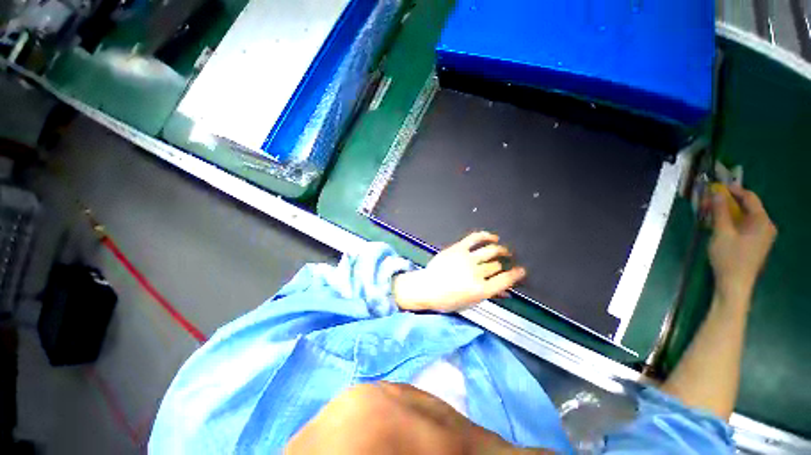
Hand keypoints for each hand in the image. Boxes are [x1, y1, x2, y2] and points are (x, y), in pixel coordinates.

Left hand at [393, 232, 526, 311]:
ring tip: (504, 250)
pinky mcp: (458, 248)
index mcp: (480, 290)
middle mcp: (476, 273)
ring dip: (500, 249)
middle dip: (504, 264)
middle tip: (508, 261)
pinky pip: (475, 238)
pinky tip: (492, 237)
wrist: (426, 287)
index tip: (520, 271)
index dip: (516, 275)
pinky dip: (486, 236)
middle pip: (496, 265)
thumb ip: (489, 295)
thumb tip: (505, 292)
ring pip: (491, 251)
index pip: (505, 280)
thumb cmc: (446, 299)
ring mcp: (467, 259)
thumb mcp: (470, 303)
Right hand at [708, 185, 776, 305]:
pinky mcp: (757, 244)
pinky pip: (746, 226)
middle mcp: (766, 226)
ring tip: (714, 212)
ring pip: (746, 217)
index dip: (734, 190)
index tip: (718, 186)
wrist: (735, 284)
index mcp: (762, 221)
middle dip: (730, 202)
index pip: (750, 198)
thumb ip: (720, 211)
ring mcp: (763, 236)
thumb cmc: (729, 258)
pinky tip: (722, 225)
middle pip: (749, 207)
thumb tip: (717, 193)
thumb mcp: (722, 233)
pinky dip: (734, 222)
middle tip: (712, 201)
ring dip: (730, 212)